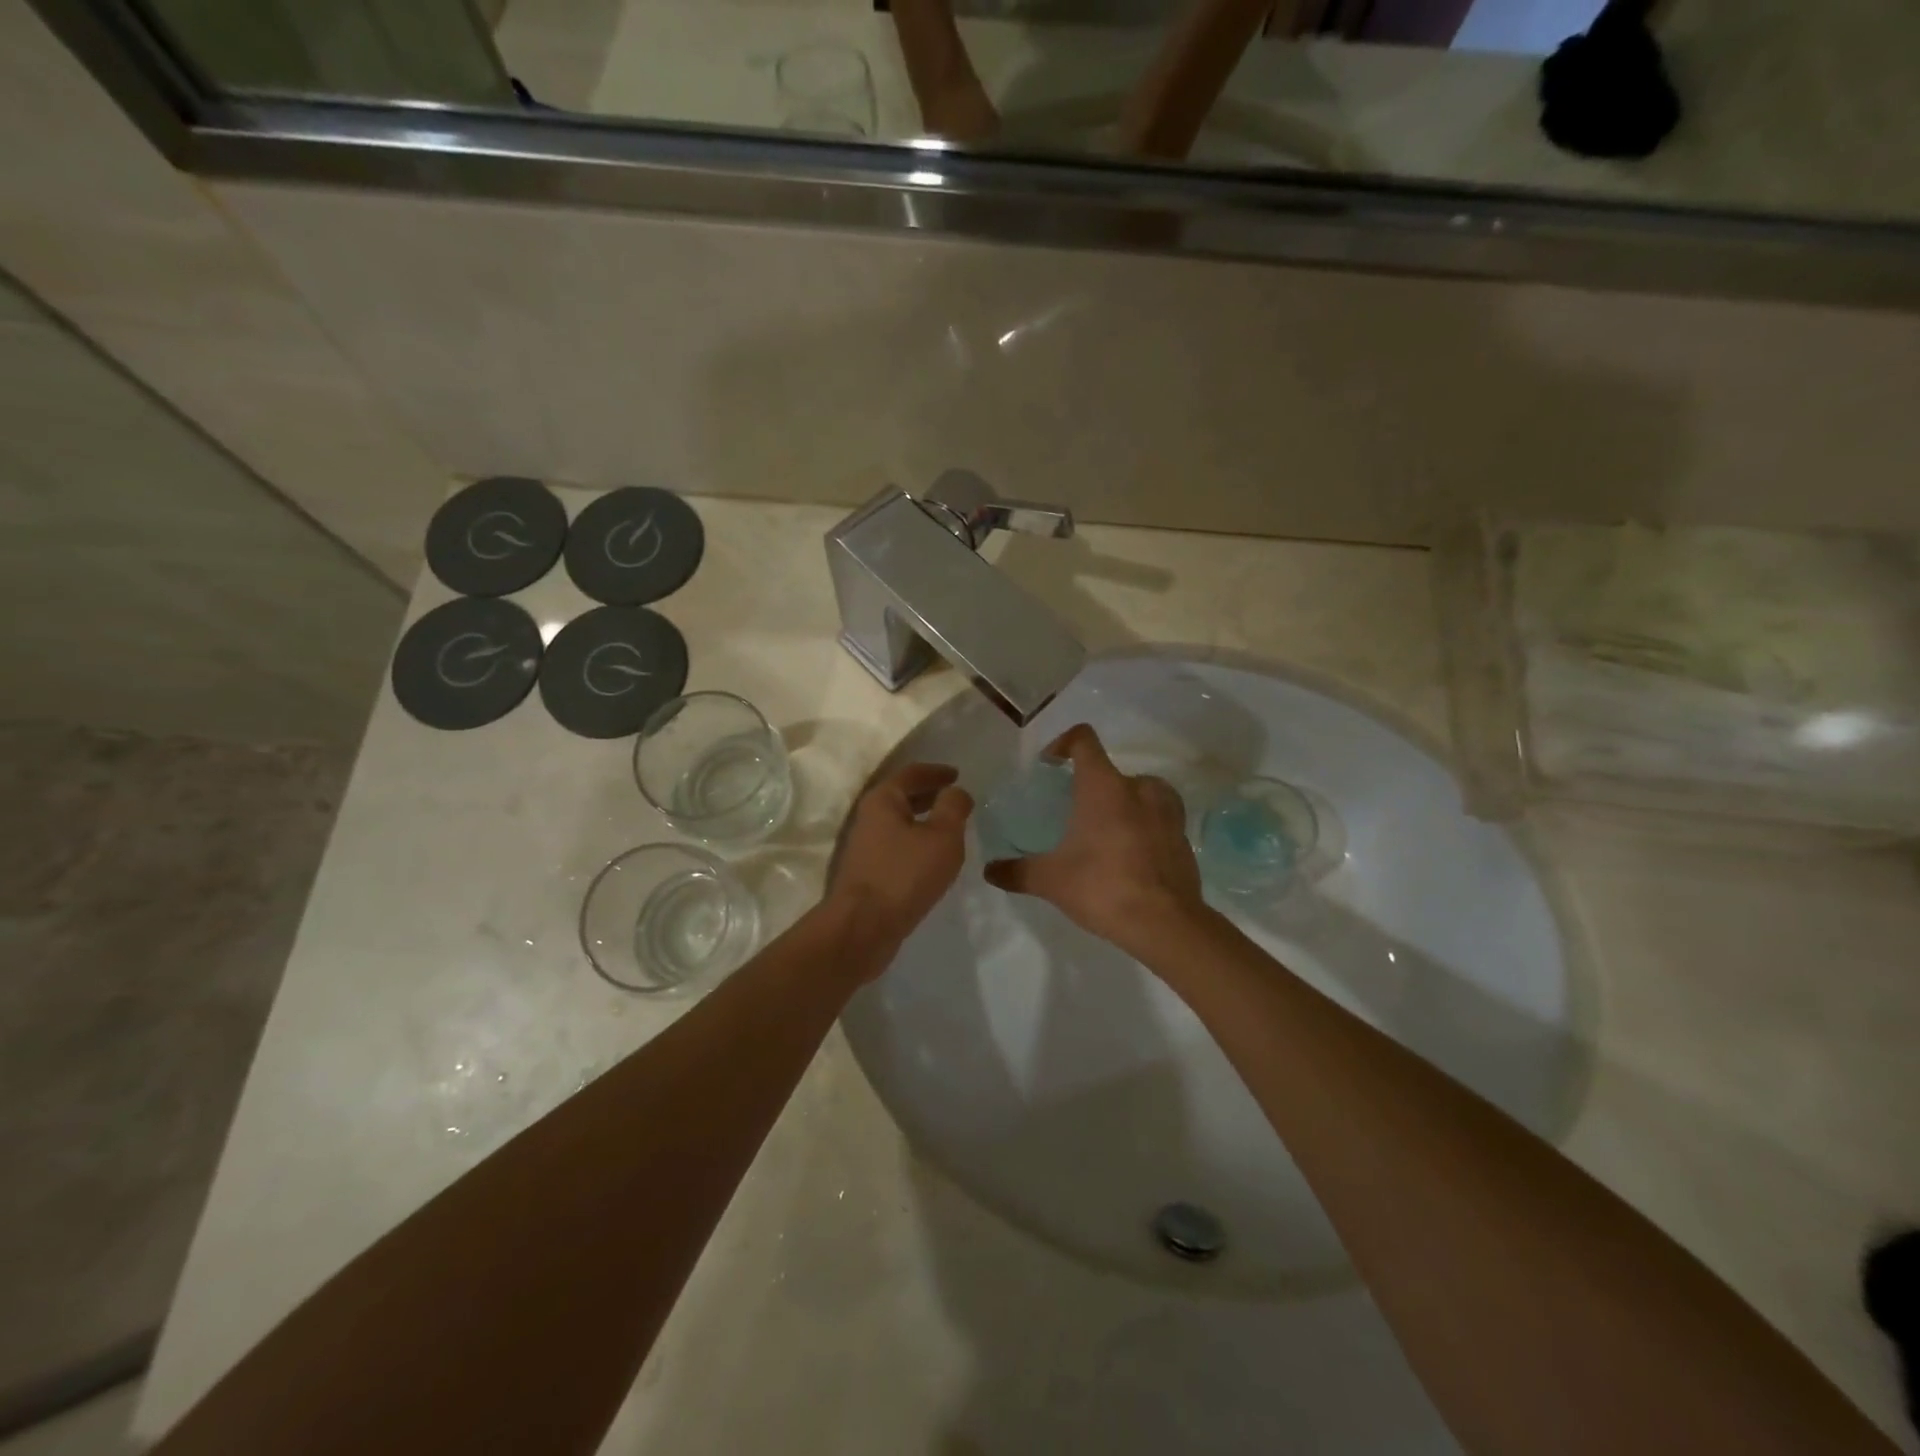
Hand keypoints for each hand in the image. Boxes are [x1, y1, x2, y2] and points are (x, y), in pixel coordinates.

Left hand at [826, 762, 972, 973]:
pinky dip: (915, 842)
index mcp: (883, 799)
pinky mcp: (867, 871)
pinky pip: (896, 845)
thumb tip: (956, 792)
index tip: (957, 774)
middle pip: (902, 796)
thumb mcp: (942, 837)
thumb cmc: (905, 875)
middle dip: (929, 794)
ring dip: (923, 820)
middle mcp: (868, 817)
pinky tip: (932, 857)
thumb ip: (953, 808)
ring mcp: (865, 846)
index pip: (912, 773)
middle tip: (955, 799)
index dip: (937, 771)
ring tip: (949, 828)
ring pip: (899, 823)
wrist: (863, 927)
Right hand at [984, 725, 1208, 962]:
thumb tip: (989, 870)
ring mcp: (1167, 810)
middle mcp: (1138, 787)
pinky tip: (1130, 852)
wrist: (1165, 923)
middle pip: (1110, 770)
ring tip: (1104, 829)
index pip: (1083, 740)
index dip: (1063, 743)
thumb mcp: (1051, 880)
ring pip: (1141, 790)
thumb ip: (1017, 871)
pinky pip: (1159, 816)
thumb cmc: (1103, 887)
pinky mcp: (1182, 835)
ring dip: (1122, 801)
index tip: (1050, 764)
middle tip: (1073, 812)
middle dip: (1090, 785)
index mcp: (1103, 786)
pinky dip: (1144, 824)